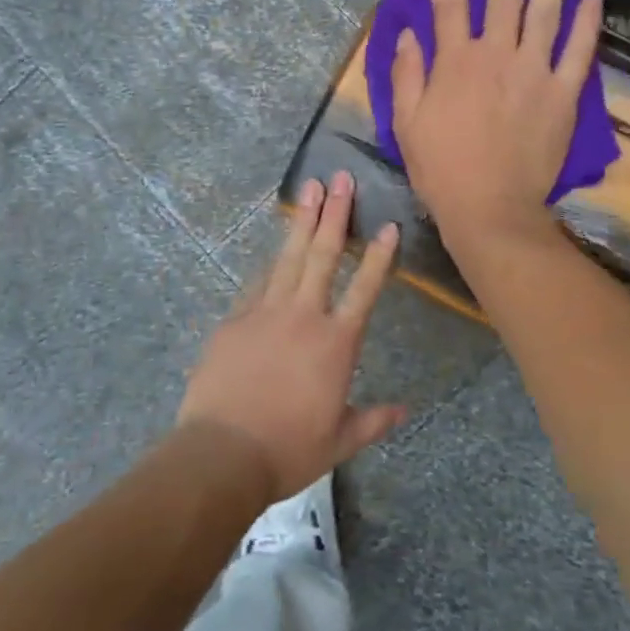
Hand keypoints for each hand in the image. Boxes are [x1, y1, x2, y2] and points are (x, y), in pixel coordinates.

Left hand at [177, 171, 406, 501]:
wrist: (222, 452)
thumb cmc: (288, 449)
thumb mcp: (339, 441)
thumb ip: (373, 421)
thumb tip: (407, 411)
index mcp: (336, 343)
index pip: (365, 289)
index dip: (378, 256)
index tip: (387, 225)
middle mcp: (304, 316)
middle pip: (323, 255)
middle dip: (335, 214)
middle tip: (340, 178)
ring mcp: (266, 312)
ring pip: (289, 257)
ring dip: (302, 221)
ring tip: (310, 188)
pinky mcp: (235, 319)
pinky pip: (258, 283)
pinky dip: (271, 263)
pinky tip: (276, 248)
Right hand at [391, 0, 602, 244]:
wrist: (491, 208)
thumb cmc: (441, 168)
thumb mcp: (407, 122)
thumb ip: (407, 74)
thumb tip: (408, 34)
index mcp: (456, 62)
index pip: (449, 3)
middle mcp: (497, 55)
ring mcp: (535, 73)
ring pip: (545, 12)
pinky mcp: (563, 95)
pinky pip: (578, 53)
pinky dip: (585, 25)